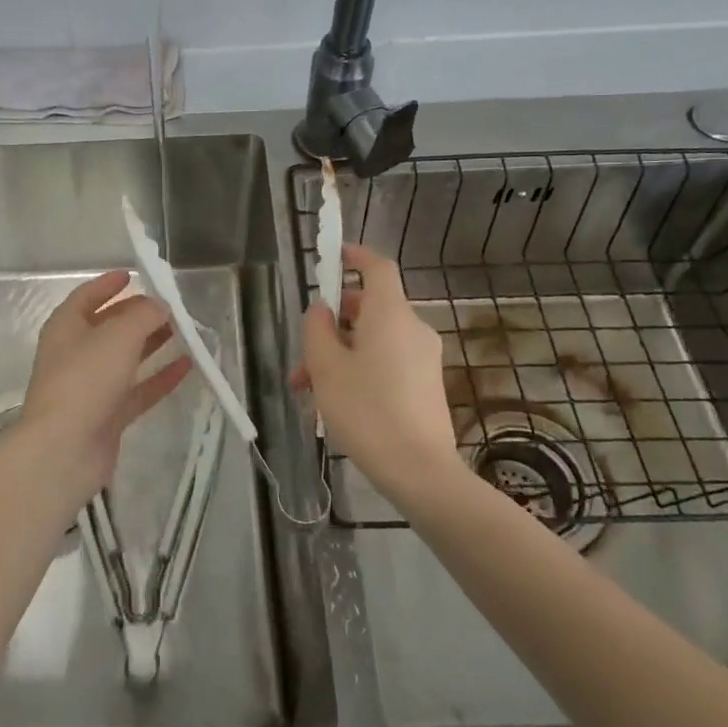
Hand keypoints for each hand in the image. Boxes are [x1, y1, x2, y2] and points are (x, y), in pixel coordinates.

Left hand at [19, 271, 191, 505]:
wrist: (64, 449)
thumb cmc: (85, 379)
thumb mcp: (118, 335)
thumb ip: (144, 315)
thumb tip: (159, 306)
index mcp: (66, 327)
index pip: (86, 296)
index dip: (108, 284)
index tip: (133, 275)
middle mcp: (75, 353)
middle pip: (109, 327)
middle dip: (138, 314)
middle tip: (170, 306)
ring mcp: (91, 387)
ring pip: (126, 358)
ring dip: (152, 344)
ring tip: (184, 331)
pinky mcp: (107, 416)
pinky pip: (138, 390)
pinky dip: (160, 377)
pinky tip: (188, 366)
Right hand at [293, 245, 465, 505]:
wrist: (420, 470)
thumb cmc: (367, 410)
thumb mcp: (326, 368)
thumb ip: (317, 330)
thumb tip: (322, 311)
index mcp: (390, 315)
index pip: (378, 268)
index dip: (355, 256)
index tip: (333, 256)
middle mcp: (412, 329)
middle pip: (368, 310)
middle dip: (331, 327)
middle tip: (301, 358)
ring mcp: (423, 358)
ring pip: (373, 341)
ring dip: (339, 356)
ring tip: (308, 393)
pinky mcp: (426, 385)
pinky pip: (387, 363)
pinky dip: (360, 371)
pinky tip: (336, 406)